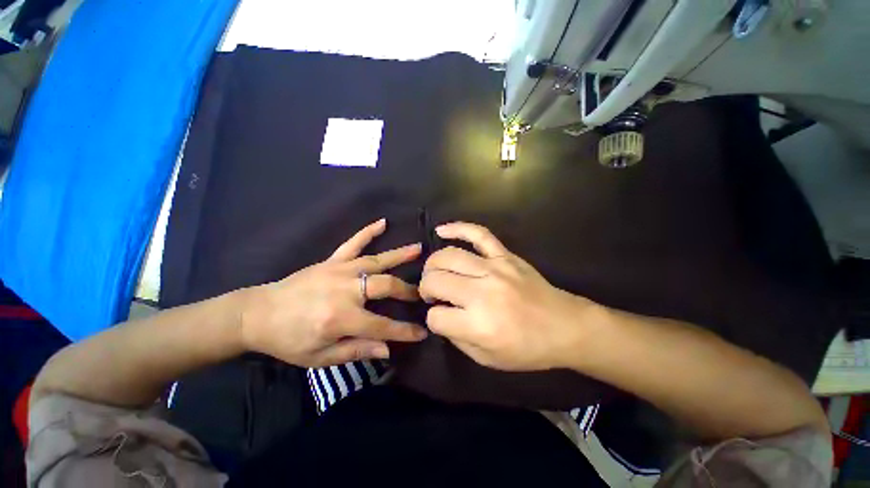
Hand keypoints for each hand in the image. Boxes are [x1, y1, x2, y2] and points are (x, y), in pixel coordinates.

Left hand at [240, 219, 427, 366]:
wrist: (257, 314)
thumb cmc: (288, 340)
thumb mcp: (319, 357)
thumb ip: (356, 351)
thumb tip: (387, 350)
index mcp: (340, 318)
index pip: (382, 326)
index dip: (404, 331)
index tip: (422, 332)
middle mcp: (345, 290)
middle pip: (385, 286)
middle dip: (406, 291)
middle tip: (421, 293)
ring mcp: (339, 270)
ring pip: (376, 261)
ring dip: (399, 255)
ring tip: (419, 249)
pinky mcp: (331, 261)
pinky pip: (352, 243)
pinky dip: (368, 232)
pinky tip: (382, 222)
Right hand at [420, 222, 603, 370]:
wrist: (565, 327)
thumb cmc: (528, 349)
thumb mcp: (487, 359)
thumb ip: (457, 338)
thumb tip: (440, 315)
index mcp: (478, 324)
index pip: (436, 317)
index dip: (434, 319)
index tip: (442, 319)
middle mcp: (482, 292)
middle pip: (435, 281)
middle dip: (426, 289)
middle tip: (433, 294)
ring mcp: (494, 268)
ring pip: (448, 256)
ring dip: (433, 265)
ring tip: (435, 273)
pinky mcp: (505, 255)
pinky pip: (478, 234)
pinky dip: (457, 228)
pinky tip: (441, 230)